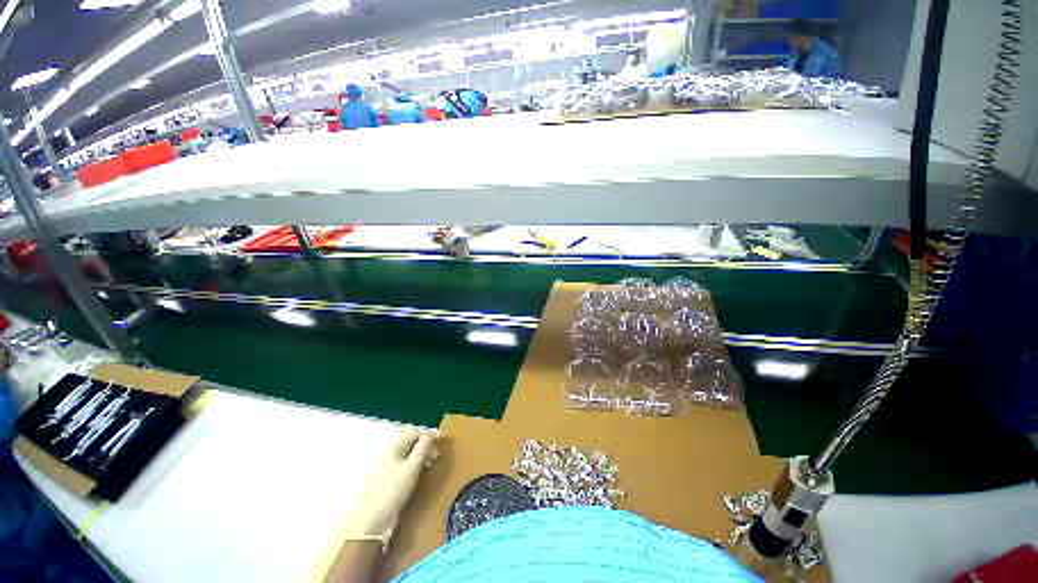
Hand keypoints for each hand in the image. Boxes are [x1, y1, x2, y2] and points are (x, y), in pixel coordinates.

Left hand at [339, 427, 438, 550]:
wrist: (370, 521)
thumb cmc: (393, 490)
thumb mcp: (412, 467)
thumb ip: (422, 449)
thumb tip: (428, 437)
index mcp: (393, 446)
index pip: (413, 432)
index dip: (427, 436)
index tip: (439, 444)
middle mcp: (387, 452)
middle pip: (409, 441)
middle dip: (424, 446)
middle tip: (436, 457)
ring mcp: (384, 466)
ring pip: (406, 453)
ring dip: (419, 456)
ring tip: (429, 465)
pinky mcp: (384, 479)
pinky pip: (401, 464)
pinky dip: (412, 465)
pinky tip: (417, 473)